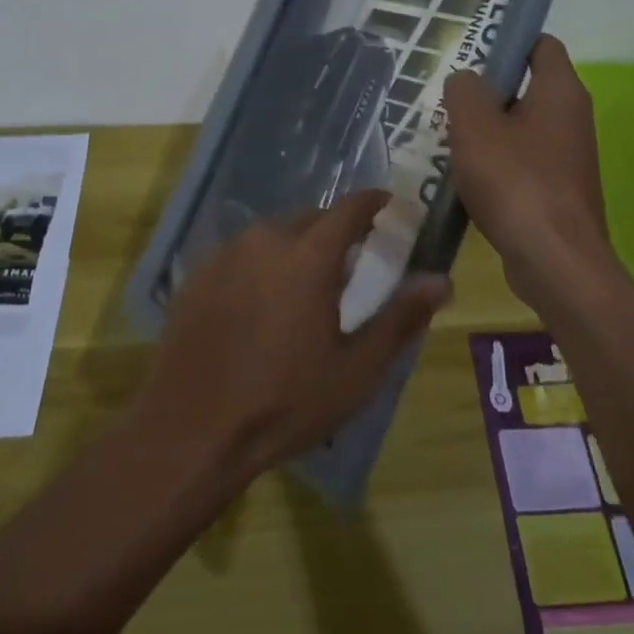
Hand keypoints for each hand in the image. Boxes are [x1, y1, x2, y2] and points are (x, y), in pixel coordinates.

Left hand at [135, 191, 450, 483]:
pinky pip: (240, 255)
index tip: (390, 207)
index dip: (374, 203)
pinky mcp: (197, 273)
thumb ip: (401, 318)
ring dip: (294, 248)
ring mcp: (226, 253)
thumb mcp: (355, 370)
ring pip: (272, 234)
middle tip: (348, 265)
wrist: (191, 430)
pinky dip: (258, 266)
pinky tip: (256, 306)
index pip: (351, 208)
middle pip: (311, 219)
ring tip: (301, 288)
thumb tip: (443, 281)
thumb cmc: (284, 402)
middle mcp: (266, 238)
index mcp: (309, 254)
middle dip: (334, 232)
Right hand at [443, 34, 616, 310]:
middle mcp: (572, 117)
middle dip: (488, 91)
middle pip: (527, 86)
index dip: (508, 41)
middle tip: (451, 103)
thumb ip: (463, 91)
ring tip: (451, 141)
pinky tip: (467, 179)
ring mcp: (569, 156)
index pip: (541, 44)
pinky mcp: (560, 189)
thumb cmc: (515, 181)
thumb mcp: (474, 126)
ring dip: (488, 131)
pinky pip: (524, 161)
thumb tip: (466, 81)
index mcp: (560, 91)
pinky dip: (498, 163)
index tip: (473, 55)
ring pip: (522, 127)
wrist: (554, 261)